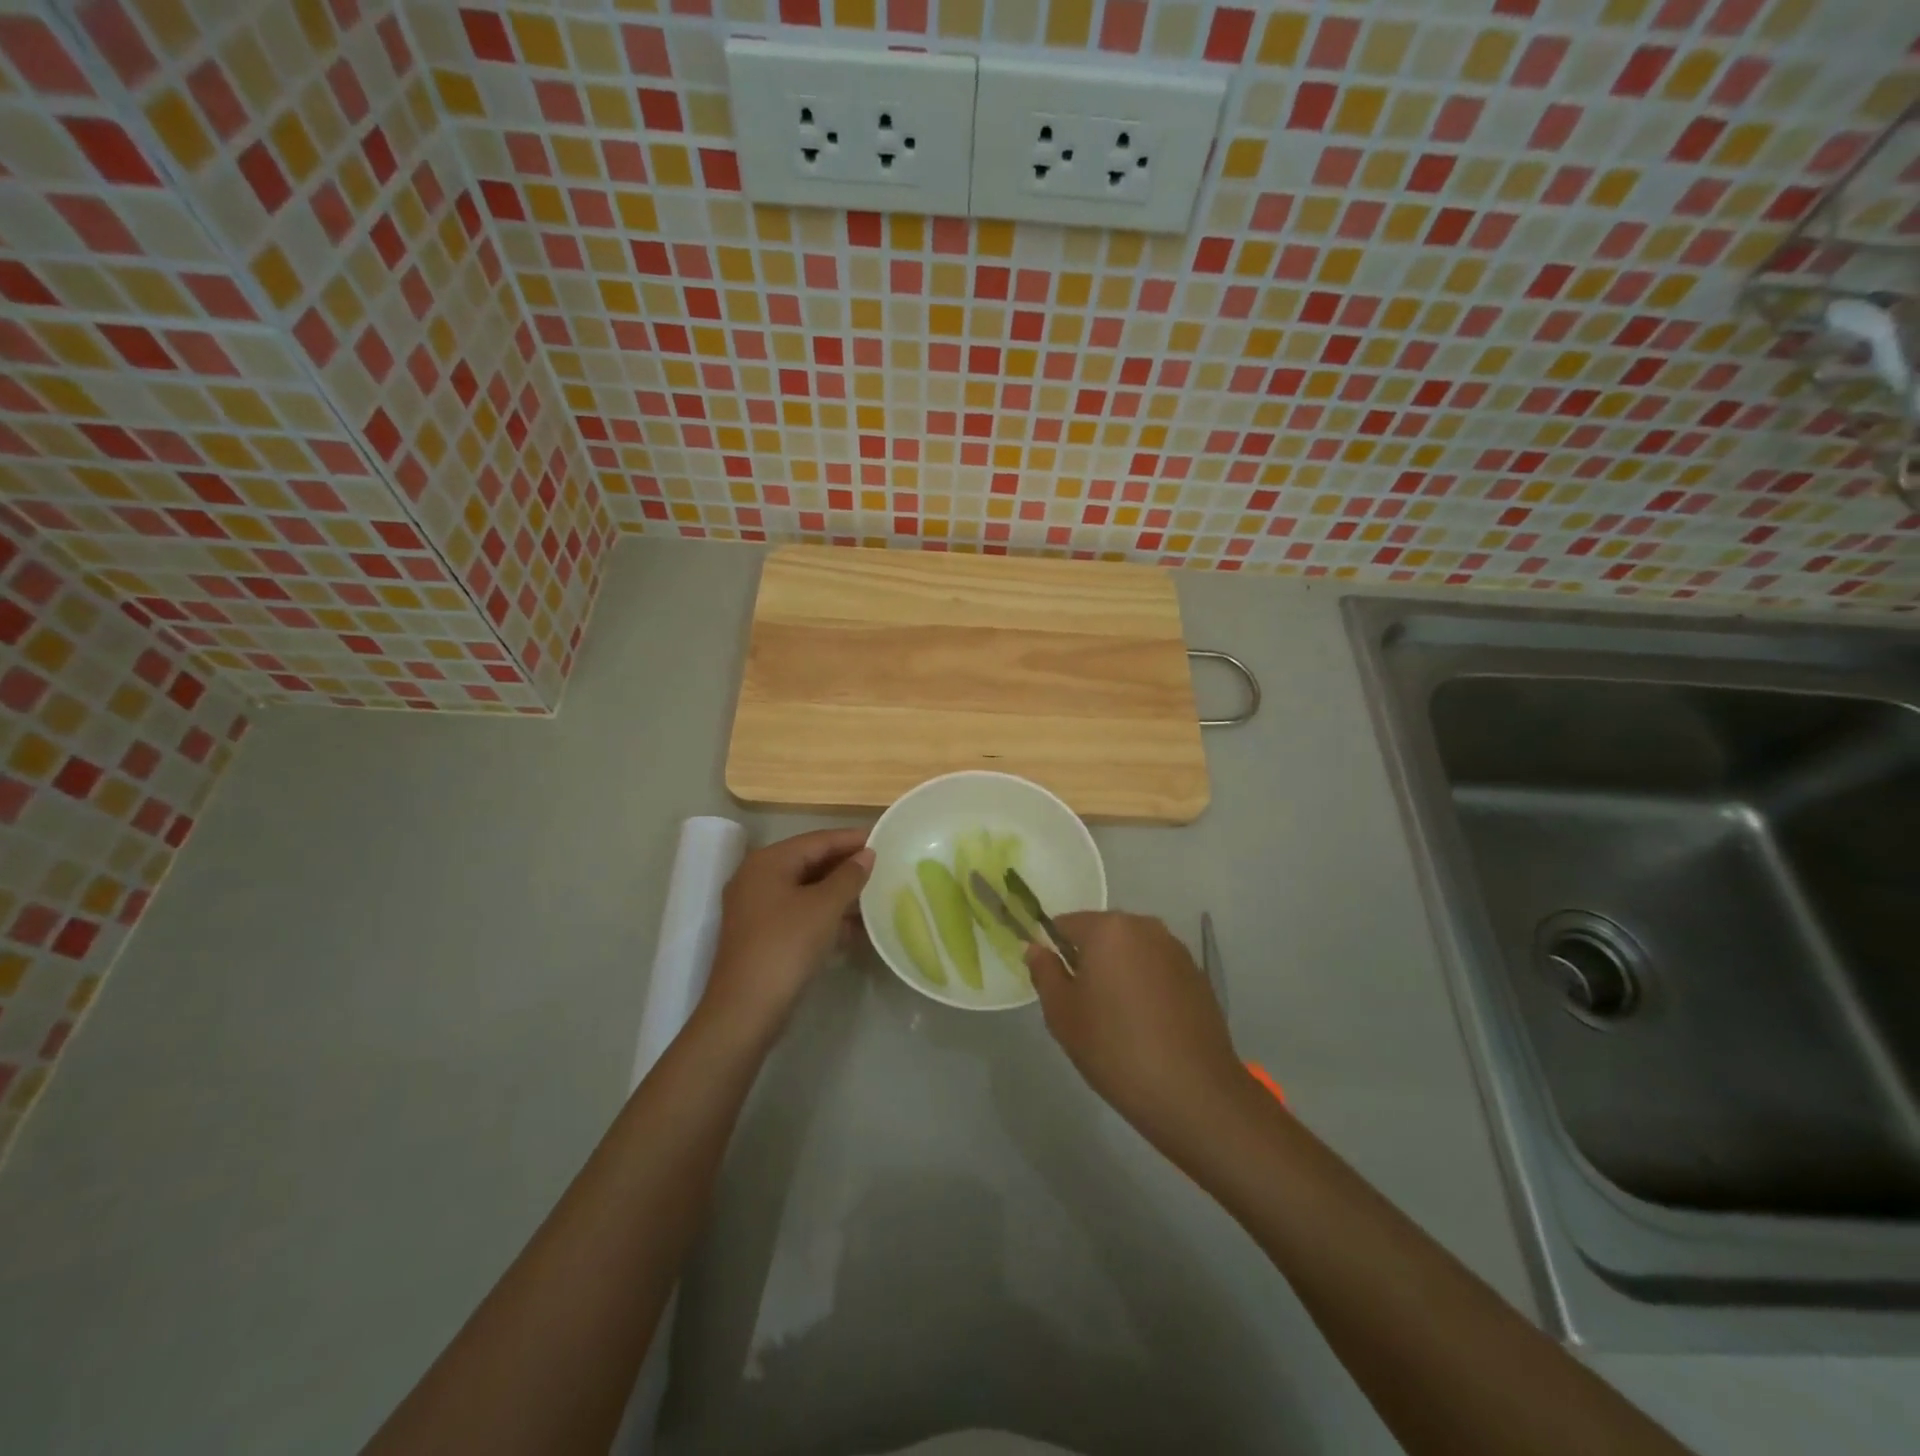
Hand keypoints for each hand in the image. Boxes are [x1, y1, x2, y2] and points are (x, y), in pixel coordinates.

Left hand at [703, 828, 873, 1037]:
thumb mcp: (824, 907)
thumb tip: (867, 855)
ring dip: (839, 893)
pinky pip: (800, 913)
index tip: (883, 838)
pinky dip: (825, 915)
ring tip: (875, 896)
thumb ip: (849, 876)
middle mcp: (757, 878)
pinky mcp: (762, 935)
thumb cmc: (786, 946)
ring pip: (806, 890)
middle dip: (846, 867)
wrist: (746, 1009)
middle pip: (810, 862)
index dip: (851, 839)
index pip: (817, 840)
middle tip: (883, 867)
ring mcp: (756, 908)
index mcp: (768, 862)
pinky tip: (855, 927)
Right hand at [1026, 911, 1246, 1142]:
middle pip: (1101, 934)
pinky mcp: (1197, 976)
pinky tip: (1147, 1025)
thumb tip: (1035, 947)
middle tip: (1082, 1006)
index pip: (1065, 924)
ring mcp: (1176, 949)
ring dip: (1118, 972)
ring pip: (1131, 952)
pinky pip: (1157, 969)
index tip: (1055, 987)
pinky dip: (1145, 986)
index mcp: (1108, 928)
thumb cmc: (1115, 1048)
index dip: (1053, 951)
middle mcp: (1145, 926)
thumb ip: (1044, 972)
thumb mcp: (1062, 1013)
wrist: (1193, 1093)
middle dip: (1088, 961)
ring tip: (1116, 1019)